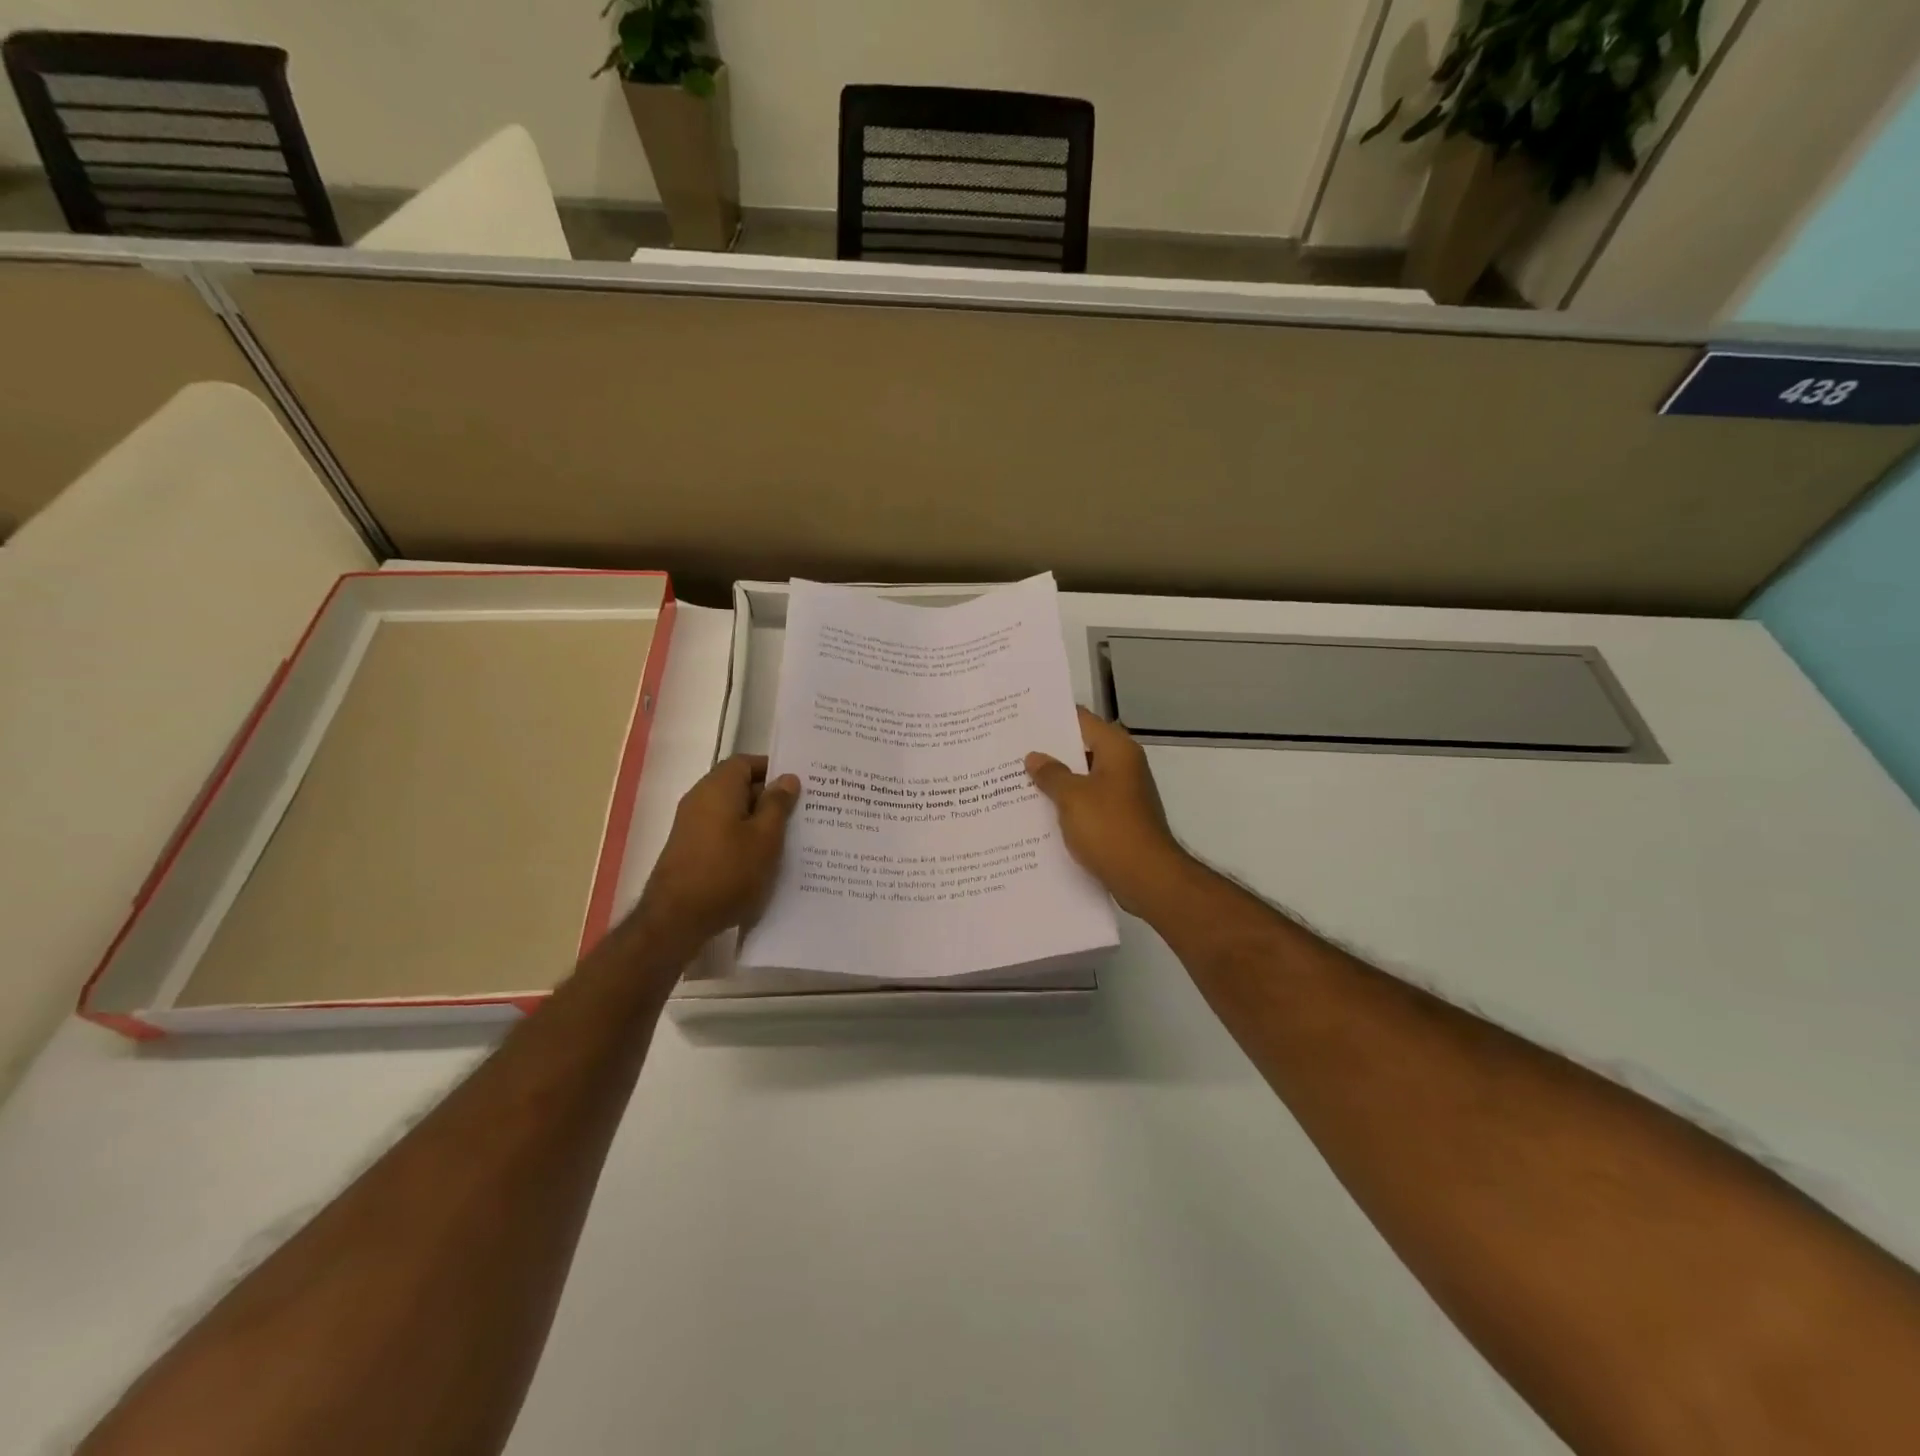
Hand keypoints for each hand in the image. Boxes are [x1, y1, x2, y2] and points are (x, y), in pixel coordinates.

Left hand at [629, 755, 799, 956]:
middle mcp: (700, 799)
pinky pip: (723, 832)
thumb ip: (777, 804)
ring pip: (732, 812)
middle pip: (738, 786)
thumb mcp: (765, 837)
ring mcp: (692, 825)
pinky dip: (743, 838)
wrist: (677, 919)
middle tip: (801, 811)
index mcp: (718, 788)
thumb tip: (787, 778)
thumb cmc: (727, 872)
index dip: (772, 769)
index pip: (745, 762)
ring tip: (788, 837)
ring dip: (758, 821)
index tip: (798, 785)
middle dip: (769, 797)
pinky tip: (763, 858)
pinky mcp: (690, 849)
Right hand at [1026, 708, 1191, 916]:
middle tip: (1011, 750)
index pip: (1081, 720)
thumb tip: (1035, 757)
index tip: (1022, 719)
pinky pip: (1088, 803)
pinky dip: (1067, 805)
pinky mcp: (1119, 820)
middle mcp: (1124, 766)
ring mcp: (1123, 794)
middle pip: (1082, 748)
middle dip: (1049, 752)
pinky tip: (1039, 813)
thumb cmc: (1109, 828)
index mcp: (1117, 750)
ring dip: (1056, 781)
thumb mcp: (1072, 797)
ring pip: (1083, 778)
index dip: (1052, 718)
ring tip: (1017, 780)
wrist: (1147, 878)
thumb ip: (1051, 774)